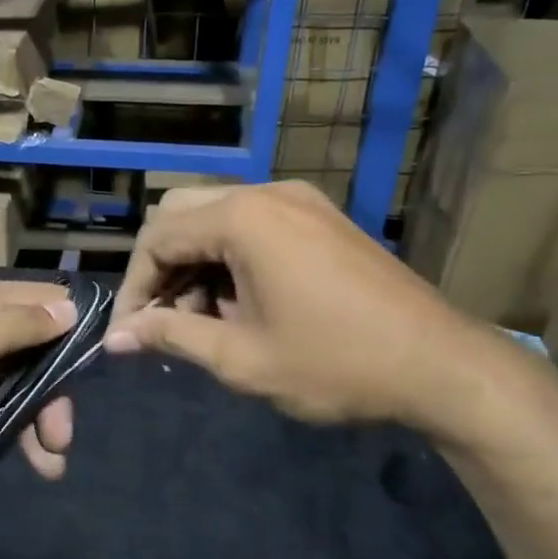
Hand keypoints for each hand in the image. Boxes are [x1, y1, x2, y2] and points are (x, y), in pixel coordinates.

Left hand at [0, 276, 78, 479]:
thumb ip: (17, 326)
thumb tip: (70, 305)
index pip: (43, 301)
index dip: (73, 331)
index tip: (97, 371)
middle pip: (31, 351)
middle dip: (52, 393)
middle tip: (61, 440)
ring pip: (10, 387)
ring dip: (32, 422)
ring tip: (49, 466)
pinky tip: (10, 457)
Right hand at [104, 182, 502, 435]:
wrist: (441, 365)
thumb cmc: (335, 363)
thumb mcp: (242, 358)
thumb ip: (172, 336)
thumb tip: (116, 339)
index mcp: (243, 219)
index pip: (157, 238)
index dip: (133, 287)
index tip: (129, 334)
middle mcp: (267, 194)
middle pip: (181, 214)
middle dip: (162, 268)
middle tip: (164, 320)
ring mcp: (300, 201)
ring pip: (217, 217)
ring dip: (196, 264)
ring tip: (205, 321)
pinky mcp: (321, 218)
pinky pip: (254, 224)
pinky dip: (230, 257)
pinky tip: (241, 303)